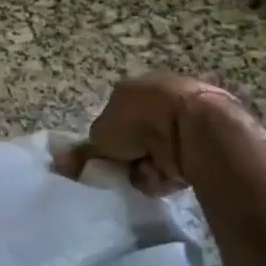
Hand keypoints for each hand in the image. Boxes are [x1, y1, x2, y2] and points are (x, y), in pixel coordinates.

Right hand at [58, 72, 248, 195]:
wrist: (193, 127)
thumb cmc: (140, 121)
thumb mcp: (100, 136)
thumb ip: (83, 152)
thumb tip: (60, 163)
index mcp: (131, 88)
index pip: (113, 117)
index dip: (108, 141)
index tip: (106, 159)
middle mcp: (157, 96)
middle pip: (136, 137)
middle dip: (129, 157)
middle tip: (124, 170)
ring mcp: (183, 116)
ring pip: (155, 153)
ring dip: (147, 168)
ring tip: (147, 174)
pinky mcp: (205, 137)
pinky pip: (177, 162)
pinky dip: (169, 173)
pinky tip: (167, 177)